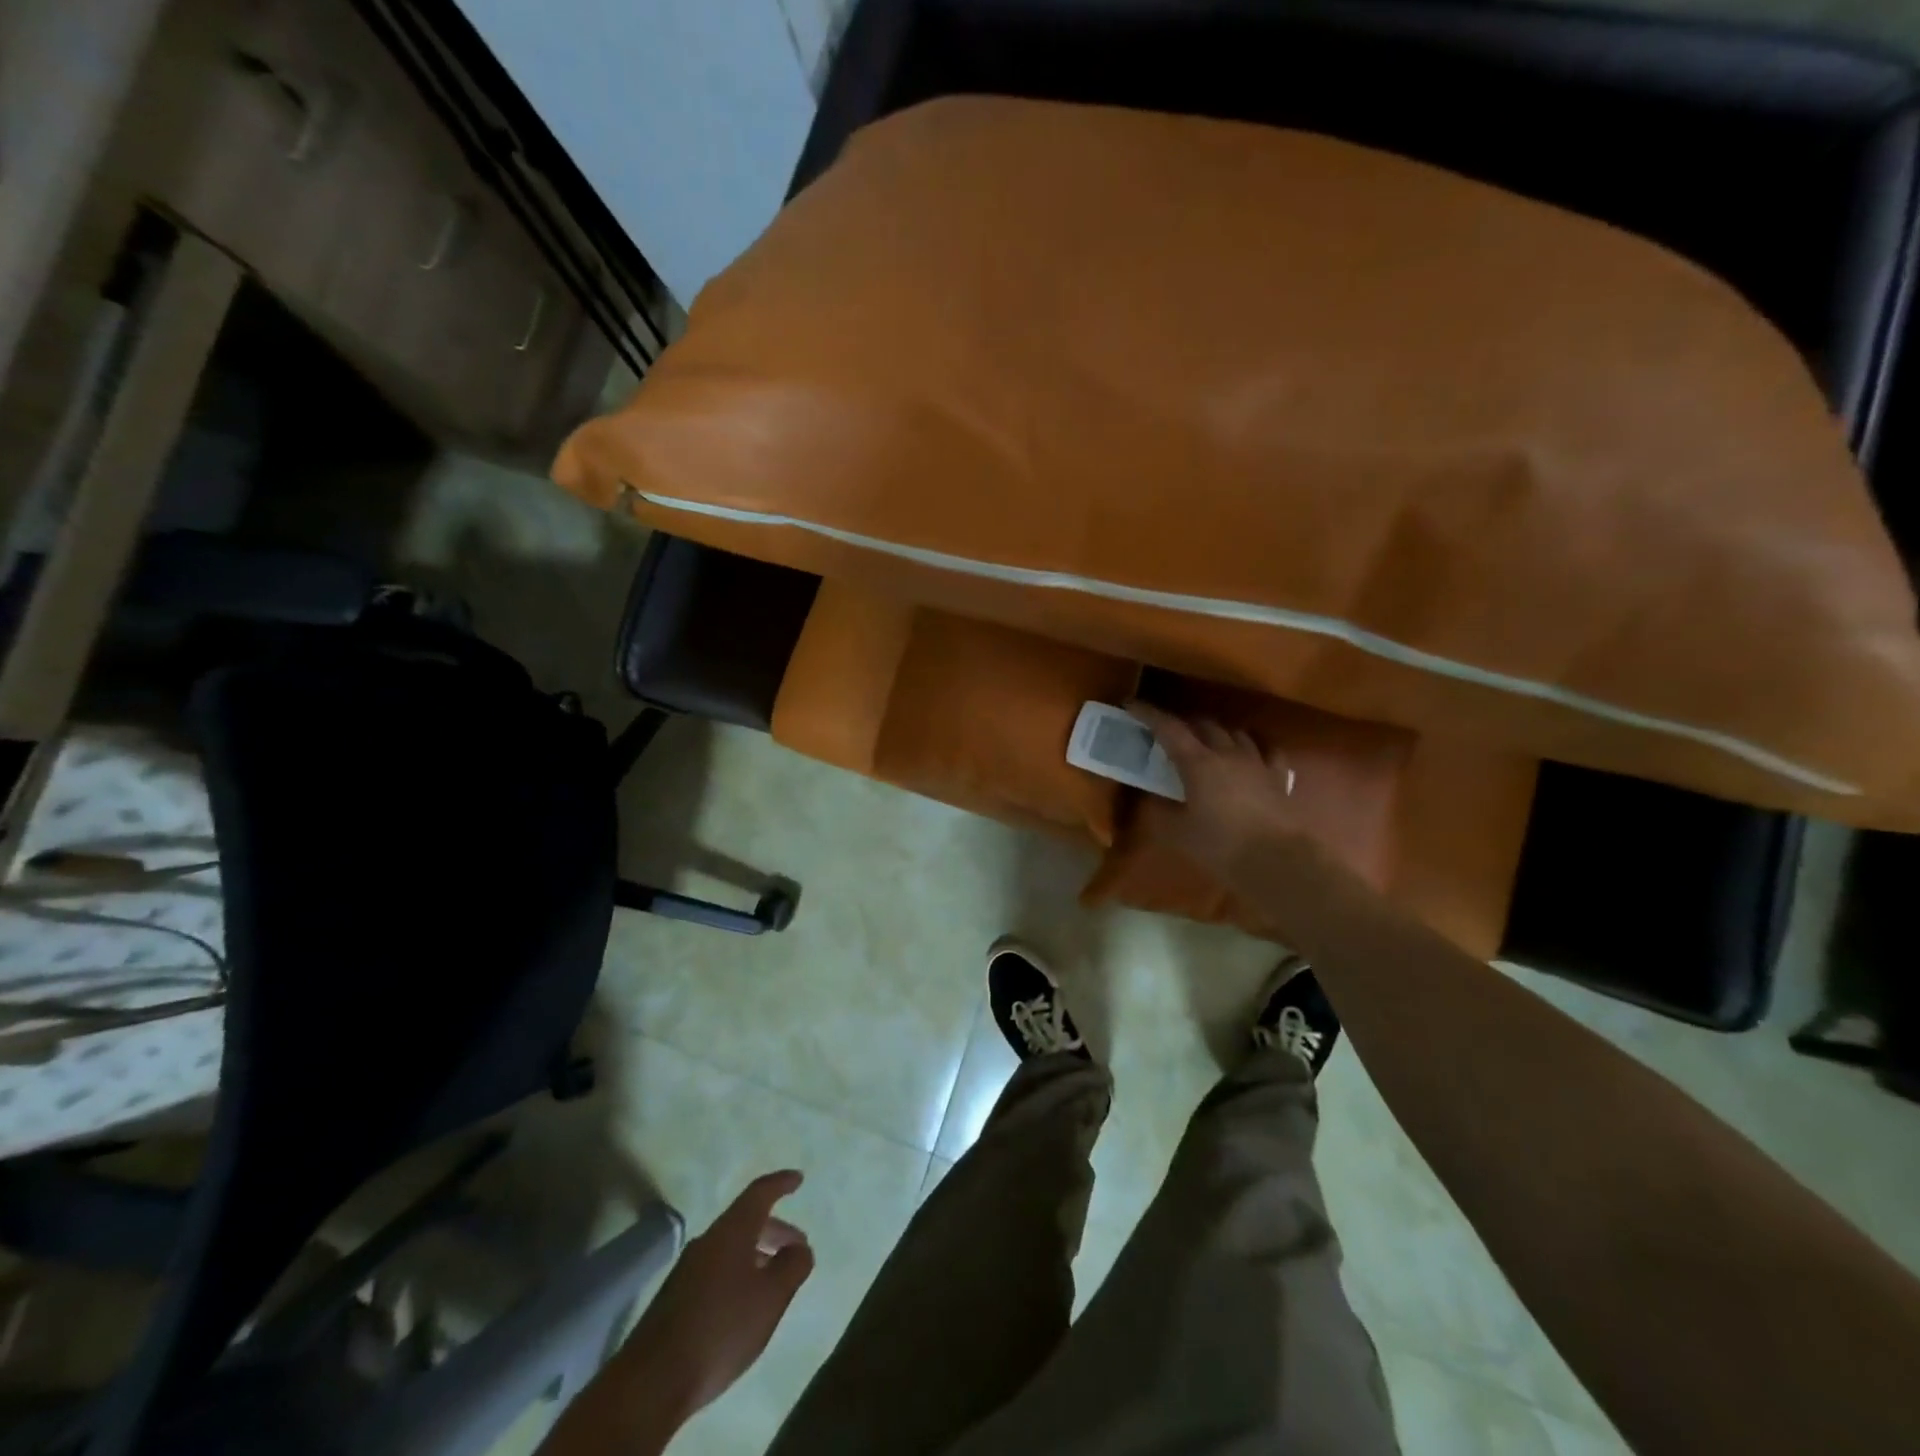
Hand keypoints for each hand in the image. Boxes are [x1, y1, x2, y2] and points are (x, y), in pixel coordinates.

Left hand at [615, 1170, 814, 1420]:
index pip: (759, 1193)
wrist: (652, 1381)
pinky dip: (738, 1273)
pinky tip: (744, 1304)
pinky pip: (716, 1270)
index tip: (798, 1179)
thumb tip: (800, 1248)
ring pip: (730, 1248)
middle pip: (745, 1221)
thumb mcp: (770, 1298)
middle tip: (797, 1247)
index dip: (780, 1183)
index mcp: (731, 1231)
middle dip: (775, 1229)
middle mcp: (707, 1241)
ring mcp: (687, 1269)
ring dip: (756, 1254)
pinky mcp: (675, 1298)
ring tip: (774, 1279)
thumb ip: (792, 1267)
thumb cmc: (721, 1328)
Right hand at [1127, 701, 1317, 880]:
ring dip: (1217, 732)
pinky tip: (1250, 753)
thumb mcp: (1178, 833)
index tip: (1132, 706)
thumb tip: (1151, 800)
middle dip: (1183, 723)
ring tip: (1207, 741)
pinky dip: (1253, 746)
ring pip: (1235, 732)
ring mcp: (1257, 761)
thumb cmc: (1221, 846)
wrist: (1277, 860)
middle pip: (1203, 724)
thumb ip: (1160, 812)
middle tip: (1169, 732)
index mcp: (1197, 763)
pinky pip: (1266, 749)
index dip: (1148, 714)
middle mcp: (1227, 753)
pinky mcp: (1278, 776)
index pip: (1168, 728)